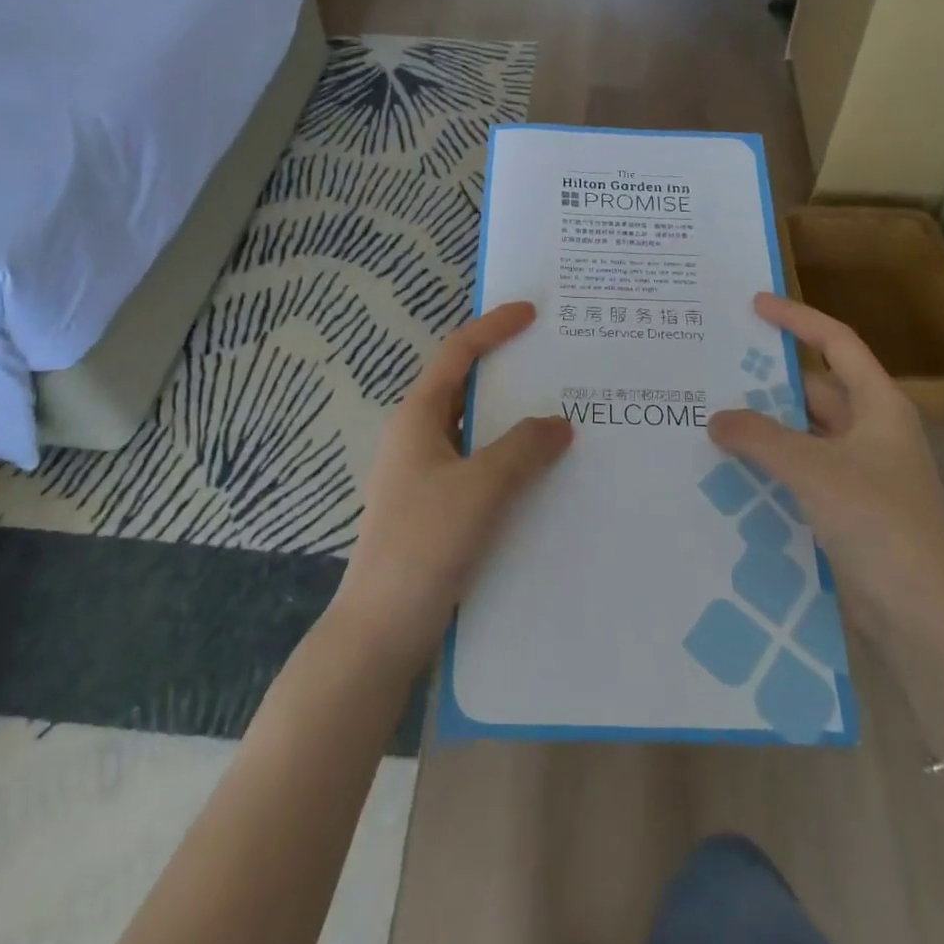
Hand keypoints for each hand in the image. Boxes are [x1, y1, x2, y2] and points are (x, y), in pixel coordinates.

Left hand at [331, 301, 573, 675]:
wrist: (380, 631)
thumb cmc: (424, 544)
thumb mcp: (480, 488)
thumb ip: (523, 448)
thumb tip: (560, 422)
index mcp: (418, 416)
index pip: (458, 353)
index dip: (494, 327)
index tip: (532, 312)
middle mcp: (418, 436)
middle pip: (467, 387)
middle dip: (510, 372)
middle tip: (558, 363)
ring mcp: (425, 473)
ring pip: (476, 430)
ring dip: (514, 420)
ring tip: (562, 415)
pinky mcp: (436, 507)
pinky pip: (479, 465)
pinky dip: (510, 458)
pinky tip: (542, 474)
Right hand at [708, 294, 943, 637]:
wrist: (923, 617)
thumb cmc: (878, 524)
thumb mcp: (813, 470)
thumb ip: (760, 437)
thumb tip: (716, 418)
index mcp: (879, 406)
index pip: (837, 342)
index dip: (797, 318)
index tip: (754, 305)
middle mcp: (873, 431)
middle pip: (816, 388)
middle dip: (768, 381)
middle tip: (716, 369)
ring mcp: (862, 472)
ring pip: (805, 432)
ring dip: (765, 427)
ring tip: (712, 417)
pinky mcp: (849, 508)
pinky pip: (802, 470)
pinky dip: (771, 463)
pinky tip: (732, 468)